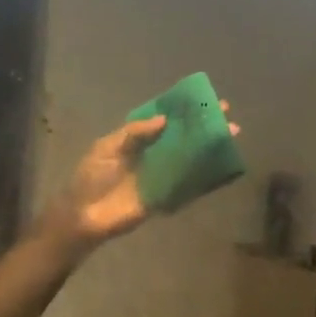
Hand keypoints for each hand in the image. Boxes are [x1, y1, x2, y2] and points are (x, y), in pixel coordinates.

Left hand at [44, 102, 239, 250]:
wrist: (84, 216)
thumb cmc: (91, 178)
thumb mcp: (107, 148)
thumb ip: (134, 133)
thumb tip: (164, 120)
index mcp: (137, 140)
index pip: (165, 120)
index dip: (184, 111)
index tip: (205, 100)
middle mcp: (152, 155)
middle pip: (182, 138)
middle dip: (204, 127)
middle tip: (227, 116)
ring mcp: (161, 177)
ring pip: (189, 160)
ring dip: (209, 150)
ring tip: (231, 137)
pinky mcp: (165, 198)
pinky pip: (188, 187)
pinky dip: (205, 179)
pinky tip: (223, 168)